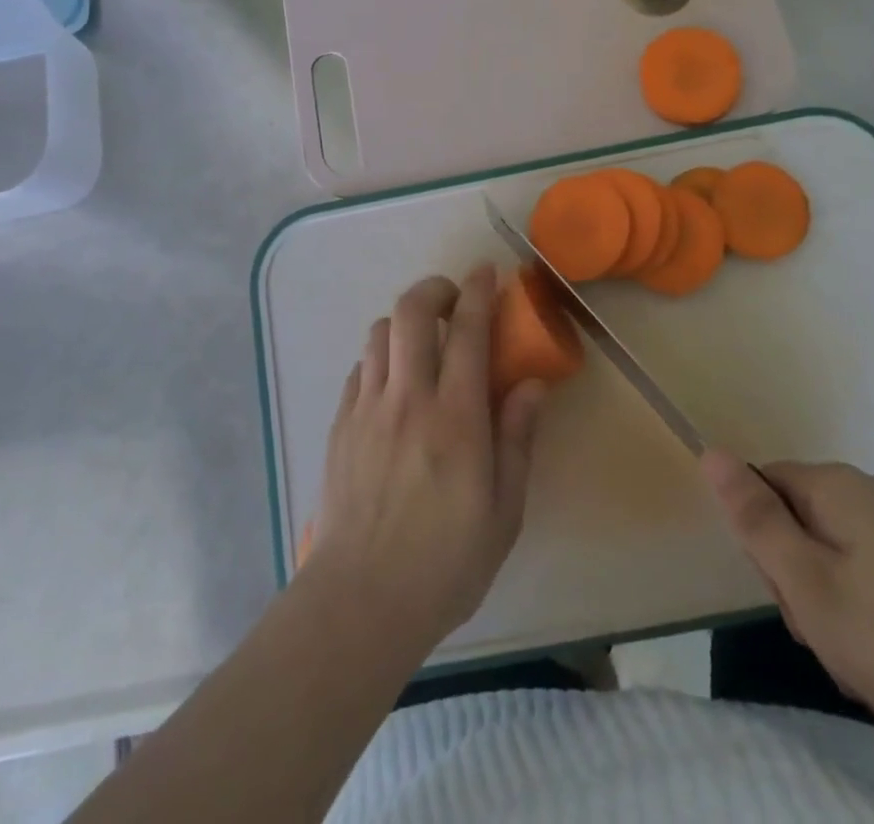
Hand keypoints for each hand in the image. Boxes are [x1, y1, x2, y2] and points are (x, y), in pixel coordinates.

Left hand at [303, 267, 546, 659]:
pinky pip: (360, 368)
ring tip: (422, 341)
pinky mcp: (341, 425)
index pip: (466, 331)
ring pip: (378, 333)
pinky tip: (392, 383)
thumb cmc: (444, 563)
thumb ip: (517, 440)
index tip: (486, 272)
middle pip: (410, 313)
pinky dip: (380, 357)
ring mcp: (367, 409)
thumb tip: (532, 384)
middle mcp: (407, 398)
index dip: (477, 292)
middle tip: (453, 298)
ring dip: (403, 322)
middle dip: (433, 289)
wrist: (359, 602)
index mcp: (454, 418)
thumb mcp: (503, 512)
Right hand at [702, 451, 873, 762]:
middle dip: (797, 576)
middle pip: (795, 518)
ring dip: (830, 601)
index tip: (788, 592)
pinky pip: (867, 570)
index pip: (761, 486)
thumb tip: (709, 451)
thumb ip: (754, 518)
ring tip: (859, 653)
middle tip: (824, 629)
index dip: (762, 541)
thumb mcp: (808, 584)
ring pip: (830, 551)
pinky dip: (865, 610)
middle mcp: (864, 489)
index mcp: (831, 484)